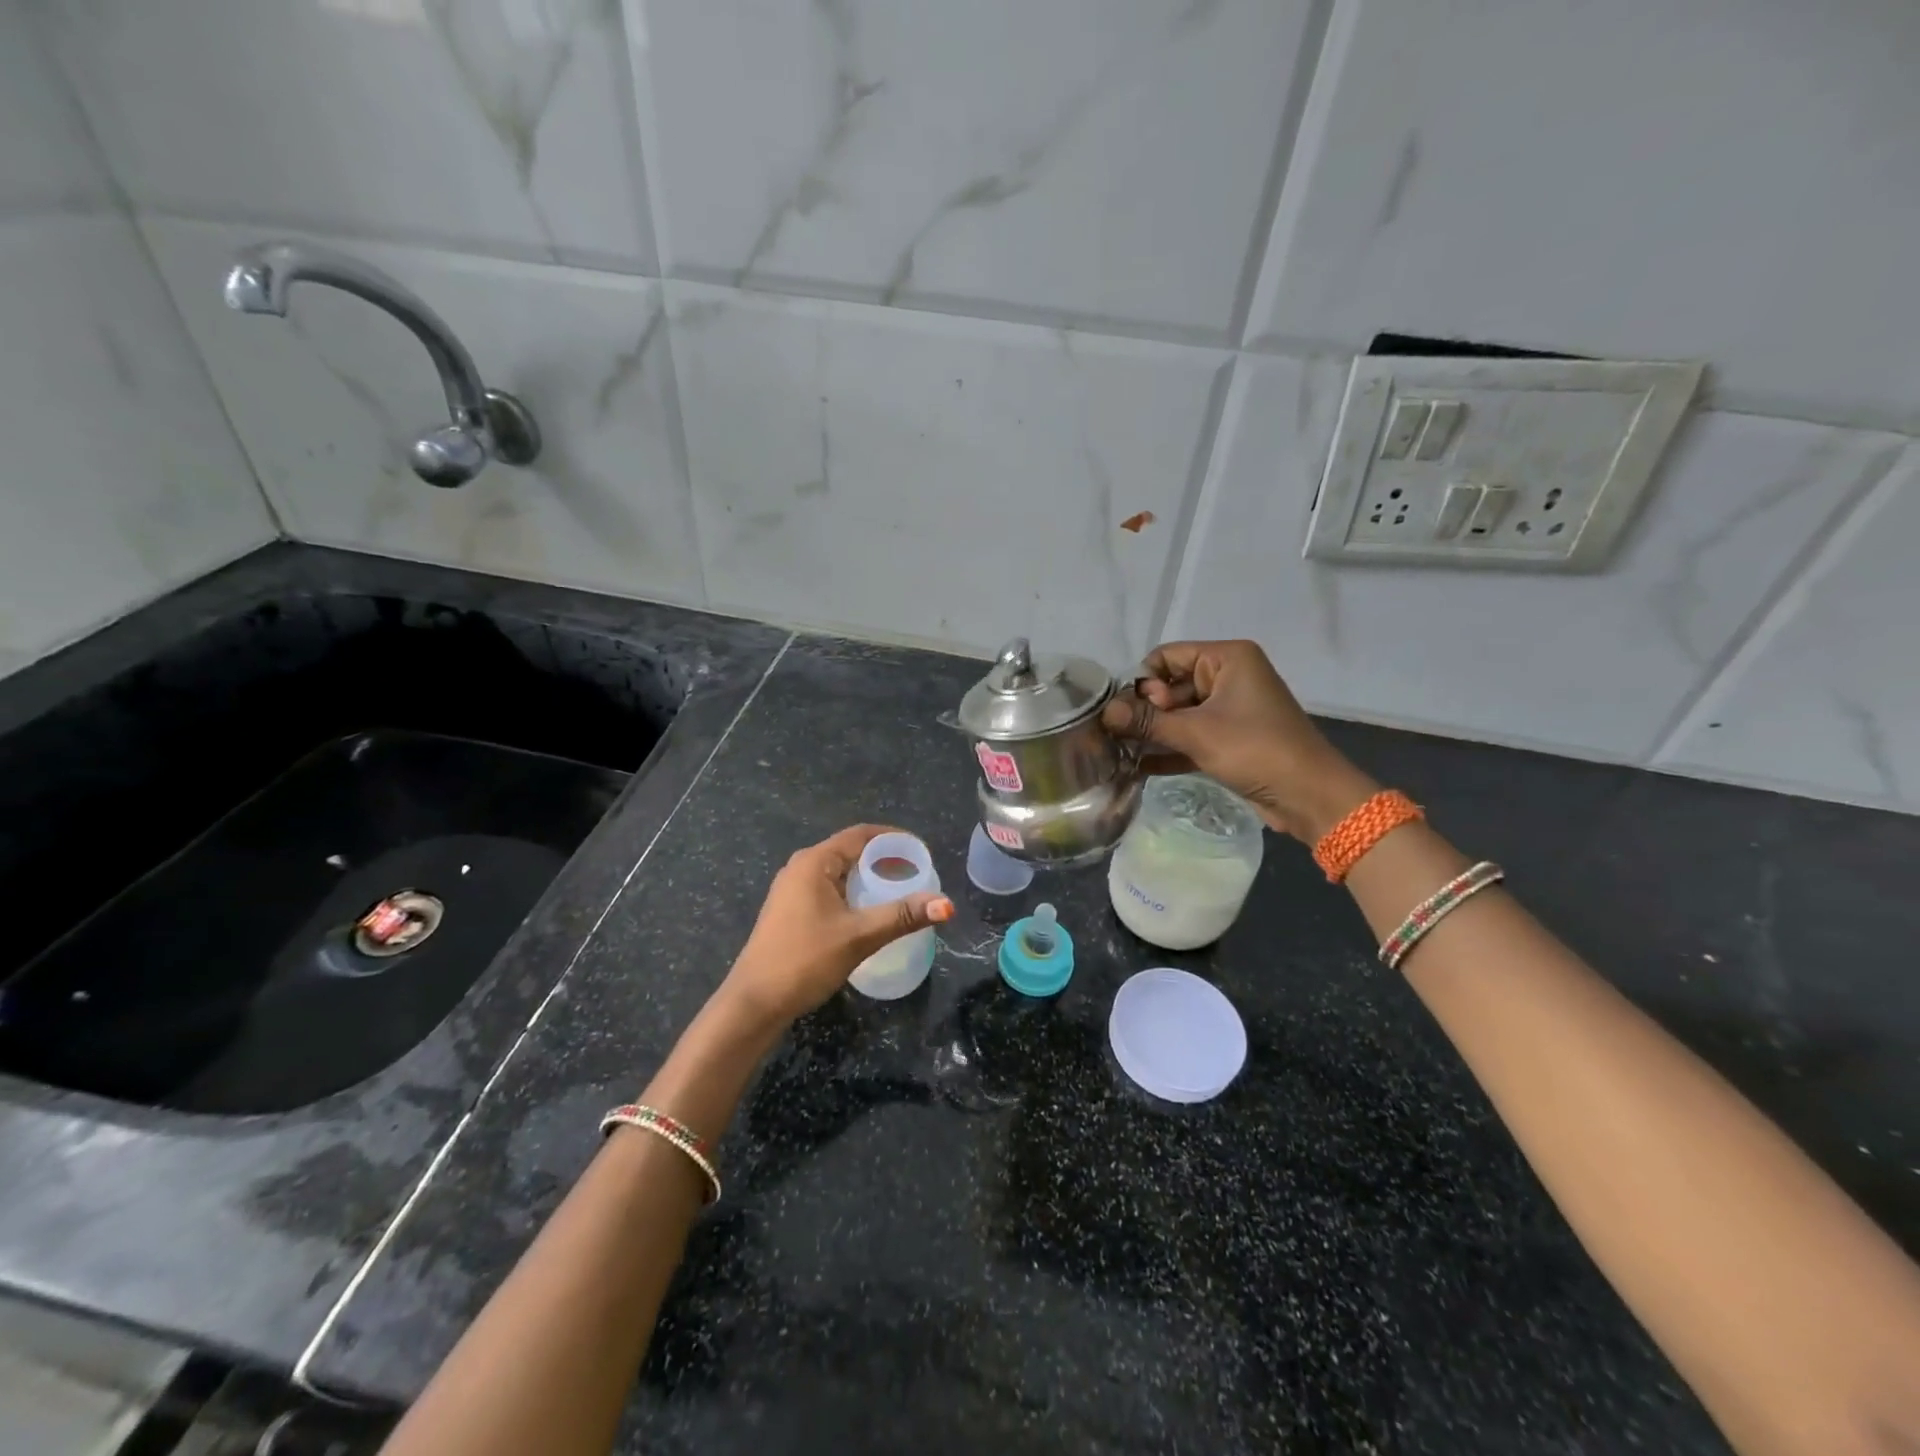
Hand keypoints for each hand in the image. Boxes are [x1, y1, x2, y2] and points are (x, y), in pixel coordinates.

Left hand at [718, 824, 953, 1026]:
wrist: (754, 1003)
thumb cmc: (805, 960)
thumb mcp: (859, 936)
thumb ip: (902, 916)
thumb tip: (946, 904)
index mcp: (814, 862)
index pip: (860, 835)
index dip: (893, 839)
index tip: (922, 851)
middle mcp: (800, 868)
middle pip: (850, 851)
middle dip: (884, 859)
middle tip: (917, 874)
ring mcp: (792, 890)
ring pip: (839, 873)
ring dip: (868, 878)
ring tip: (900, 891)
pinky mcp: (790, 911)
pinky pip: (829, 889)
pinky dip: (853, 893)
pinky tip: (868, 912)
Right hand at [1102, 639, 1376, 842]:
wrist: (1309, 796)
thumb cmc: (1256, 750)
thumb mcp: (1197, 733)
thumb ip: (1148, 721)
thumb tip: (1104, 713)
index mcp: (1227, 658)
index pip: (1167, 656)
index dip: (1144, 682)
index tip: (1131, 713)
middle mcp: (1227, 677)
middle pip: (1170, 686)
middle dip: (1144, 712)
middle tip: (1120, 737)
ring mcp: (1228, 710)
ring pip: (1178, 715)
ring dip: (1152, 733)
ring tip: (1118, 752)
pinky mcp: (1228, 740)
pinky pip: (1189, 737)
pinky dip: (1168, 750)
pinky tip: (1136, 768)